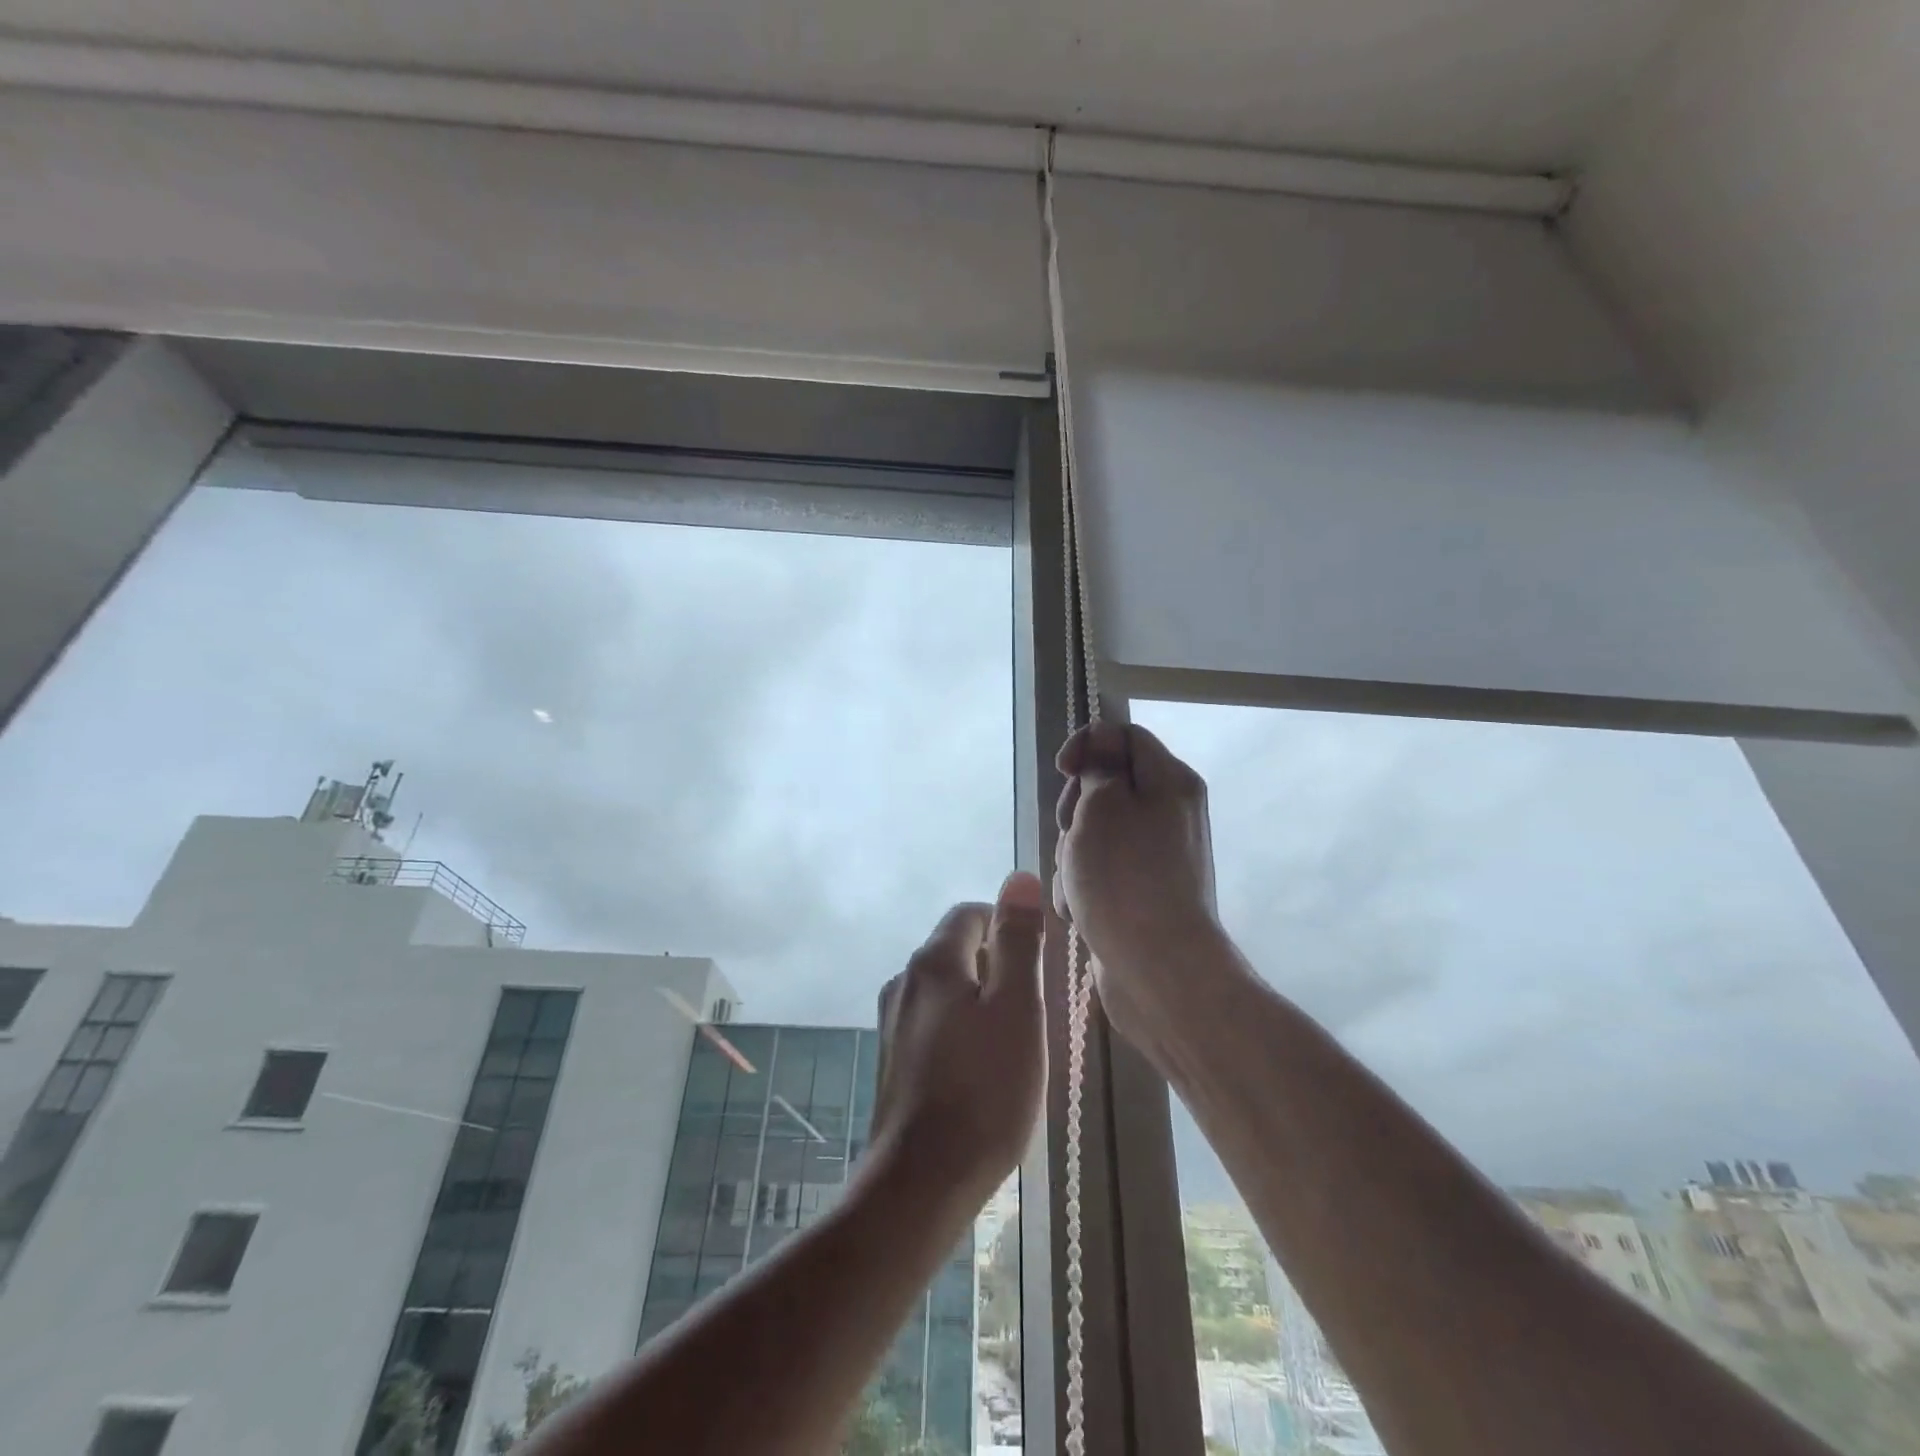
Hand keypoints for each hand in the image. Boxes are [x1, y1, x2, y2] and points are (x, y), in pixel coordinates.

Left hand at [870, 872, 1047, 1200]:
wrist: (920, 1182)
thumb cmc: (984, 1091)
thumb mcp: (1017, 1008)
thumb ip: (1018, 940)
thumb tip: (1020, 877)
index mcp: (932, 961)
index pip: (971, 914)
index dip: (1008, 927)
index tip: (1037, 964)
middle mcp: (904, 981)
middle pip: (956, 950)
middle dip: (996, 967)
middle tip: (1032, 1011)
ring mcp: (892, 1022)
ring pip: (945, 990)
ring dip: (980, 1002)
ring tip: (1012, 1044)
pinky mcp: (890, 1059)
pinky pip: (933, 1023)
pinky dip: (960, 1030)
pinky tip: (980, 1071)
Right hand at [1054, 722, 1220, 1037]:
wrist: (1159, 969)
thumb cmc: (1125, 878)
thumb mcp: (1101, 807)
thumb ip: (1097, 768)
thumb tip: (1101, 746)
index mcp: (1170, 781)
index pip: (1124, 735)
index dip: (1087, 744)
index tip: (1062, 771)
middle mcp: (1170, 812)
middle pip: (1106, 786)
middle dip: (1074, 810)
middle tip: (1071, 834)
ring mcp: (1157, 855)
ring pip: (1095, 833)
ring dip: (1073, 854)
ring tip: (1076, 885)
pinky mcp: (1143, 891)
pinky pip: (1102, 870)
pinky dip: (1085, 885)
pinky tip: (1082, 910)